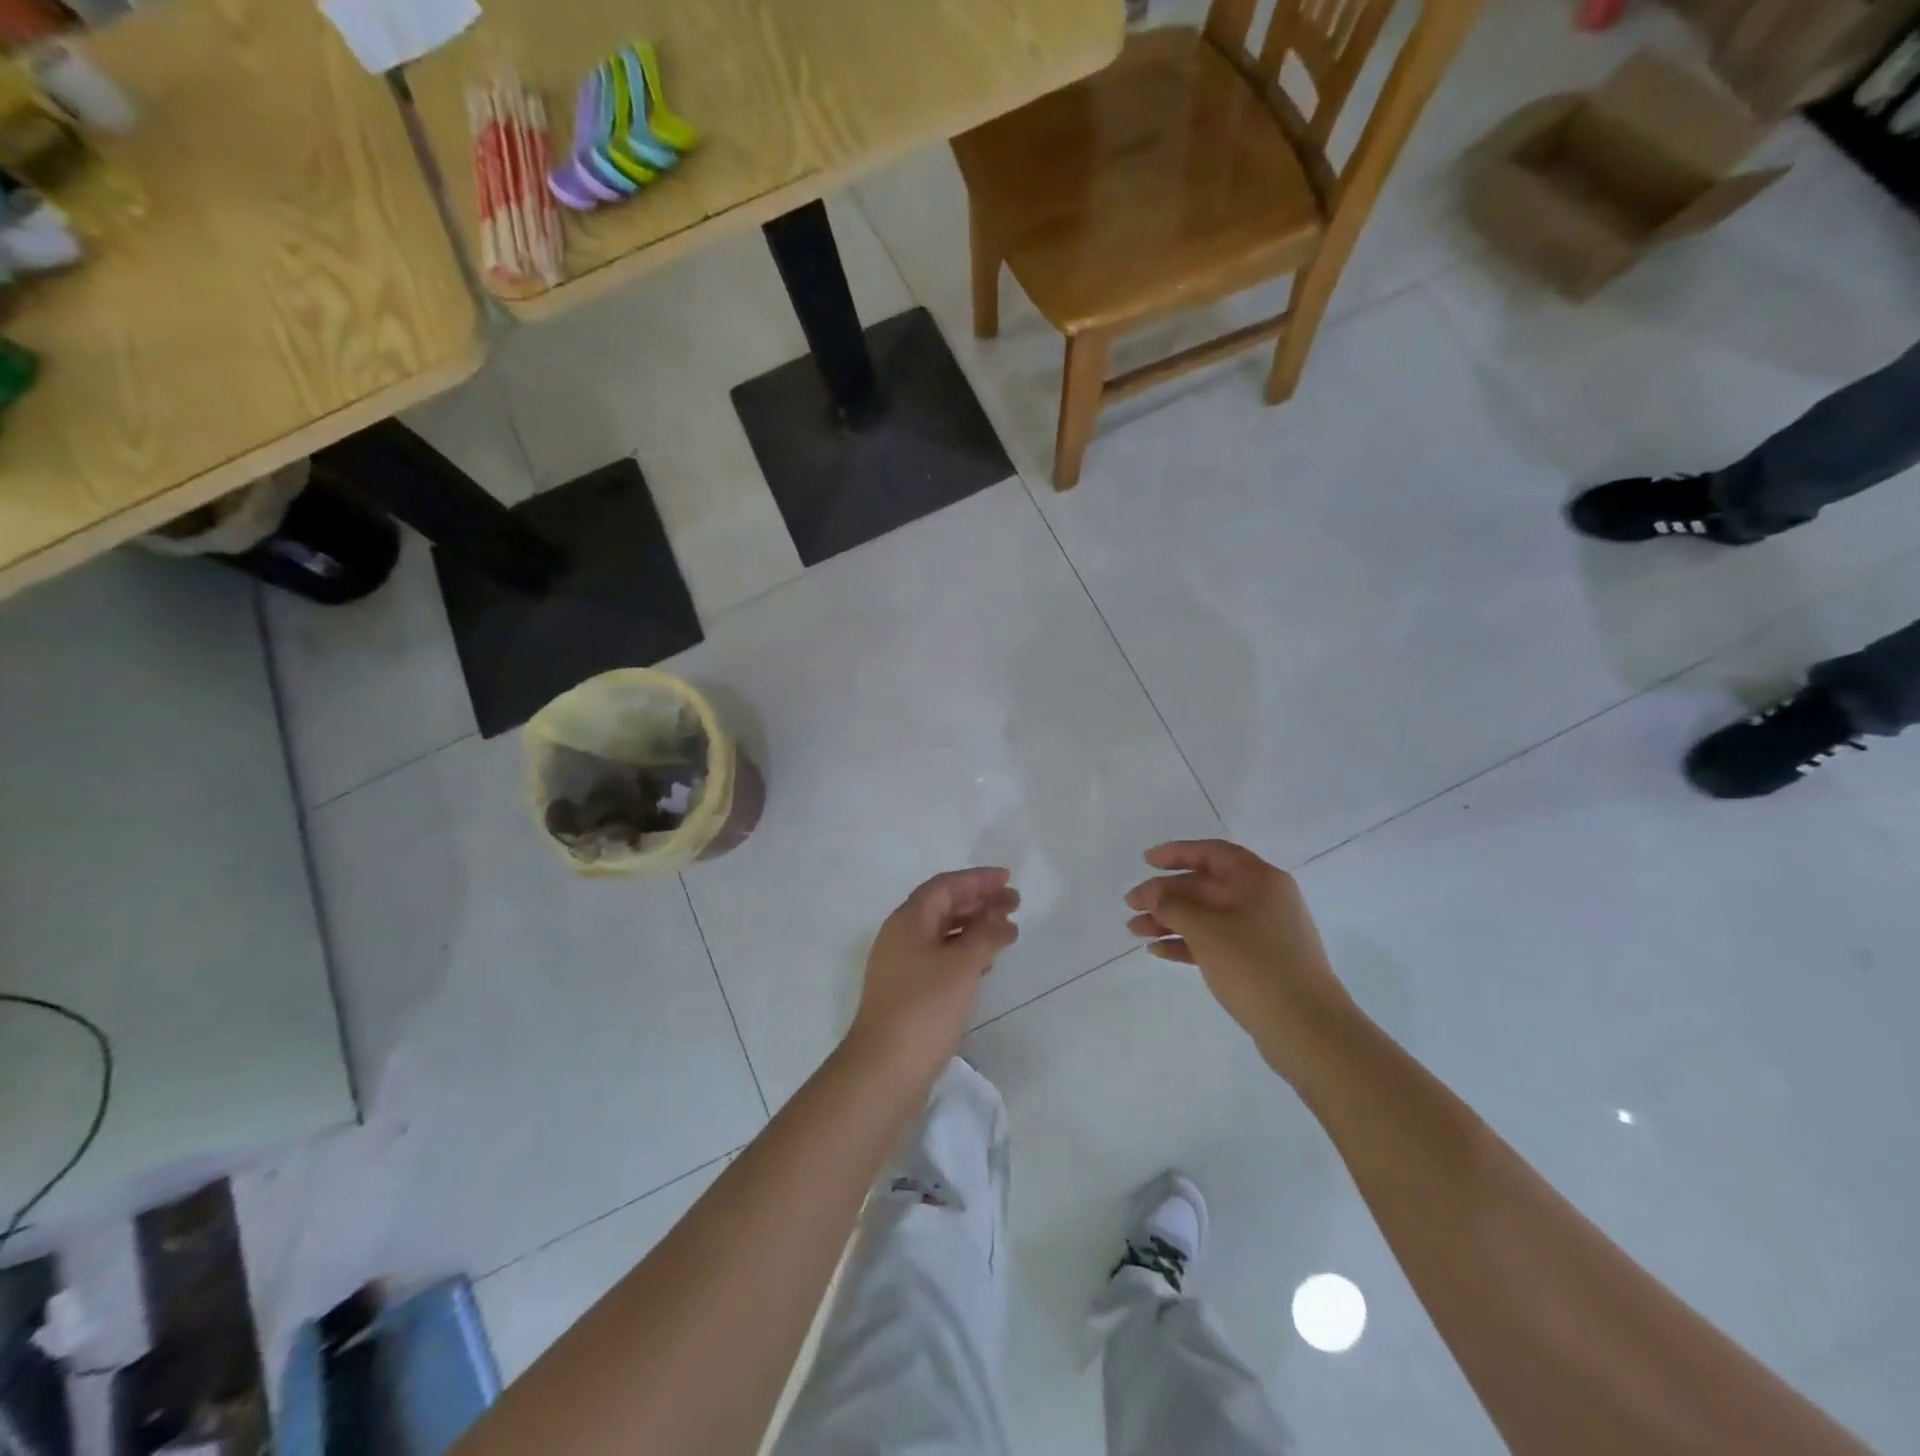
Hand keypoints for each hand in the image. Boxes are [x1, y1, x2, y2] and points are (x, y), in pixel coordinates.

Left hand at [847, 868, 1019, 1088]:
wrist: (885, 1069)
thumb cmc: (925, 1008)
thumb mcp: (962, 965)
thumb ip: (986, 935)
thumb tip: (1003, 919)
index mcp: (907, 920)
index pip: (945, 886)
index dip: (977, 879)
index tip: (1007, 878)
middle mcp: (900, 937)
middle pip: (943, 907)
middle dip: (979, 901)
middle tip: (1014, 902)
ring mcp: (901, 966)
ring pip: (942, 933)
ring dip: (974, 927)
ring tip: (1007, 931)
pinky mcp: (907, 992)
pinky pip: (940, 958)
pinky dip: (965, 952)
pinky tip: (985, 963)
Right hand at [1126, 840, 1353, 1082]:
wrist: (1306, 1029)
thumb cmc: (1254, 965)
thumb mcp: (1206, 930)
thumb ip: (1172, 905)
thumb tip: (1152, 894)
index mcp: (1258, 880)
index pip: (1212, 853)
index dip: (1176, 853)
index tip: (1146, 862)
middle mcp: (1262, 899)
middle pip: (1205, 886)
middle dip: (1165, 894)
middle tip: (1130, 904)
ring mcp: (1262, 932)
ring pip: (1207, 916)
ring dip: (1170, 920)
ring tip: (1135, 931)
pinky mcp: (1258, 962)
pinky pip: (1215, 942)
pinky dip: (1187, 943)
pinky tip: (1159, 952)